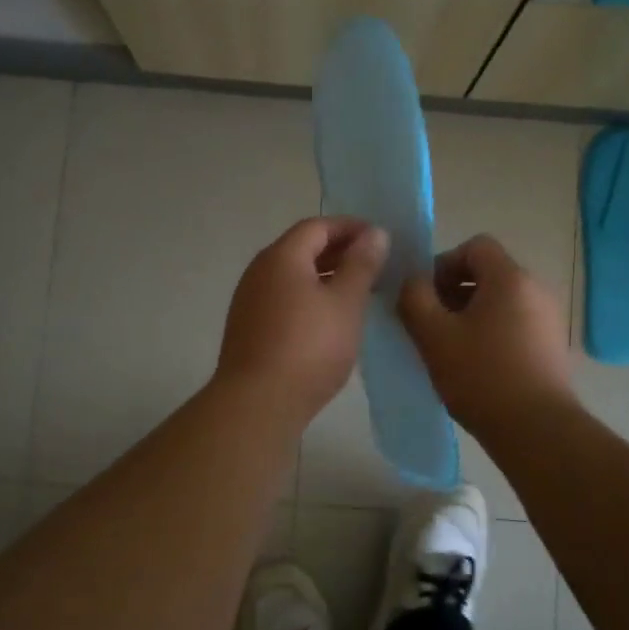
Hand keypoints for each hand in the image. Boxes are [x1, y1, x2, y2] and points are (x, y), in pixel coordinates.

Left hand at [215, 217, 388, 423]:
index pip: (318, 226)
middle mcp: (259, 271)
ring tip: (357, 293)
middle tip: (374, 266)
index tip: (380, 239)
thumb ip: (362, 265)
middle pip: (302, 248)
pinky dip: (309, 298)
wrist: (257, 403)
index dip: (350, 228)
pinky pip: (284, 299)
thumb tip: (375, 233)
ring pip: (293, 276)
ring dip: (325, 277)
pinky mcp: (248, 329)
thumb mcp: (346, 302)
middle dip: (339, 252)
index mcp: (282, 257)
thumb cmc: (309, 347)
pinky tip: (329, 321)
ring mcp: (249, 301)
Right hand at [397, 234, 574, 435]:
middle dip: (454, 291)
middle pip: (489, 273)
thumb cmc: (481, 375)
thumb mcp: (433, 335)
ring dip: (471, 315)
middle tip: (431, 324)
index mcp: (510, 278)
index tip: (426, 295)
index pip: (476, 246)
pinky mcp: (553, 347)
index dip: (444, 263)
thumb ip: (414, 297)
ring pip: (501, 301)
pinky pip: (516, 325)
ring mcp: (550, 320)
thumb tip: (414, 282)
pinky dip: (493, 333)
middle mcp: (537, 290)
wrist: (536, 430)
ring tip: (450, 348)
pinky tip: (477, 366)